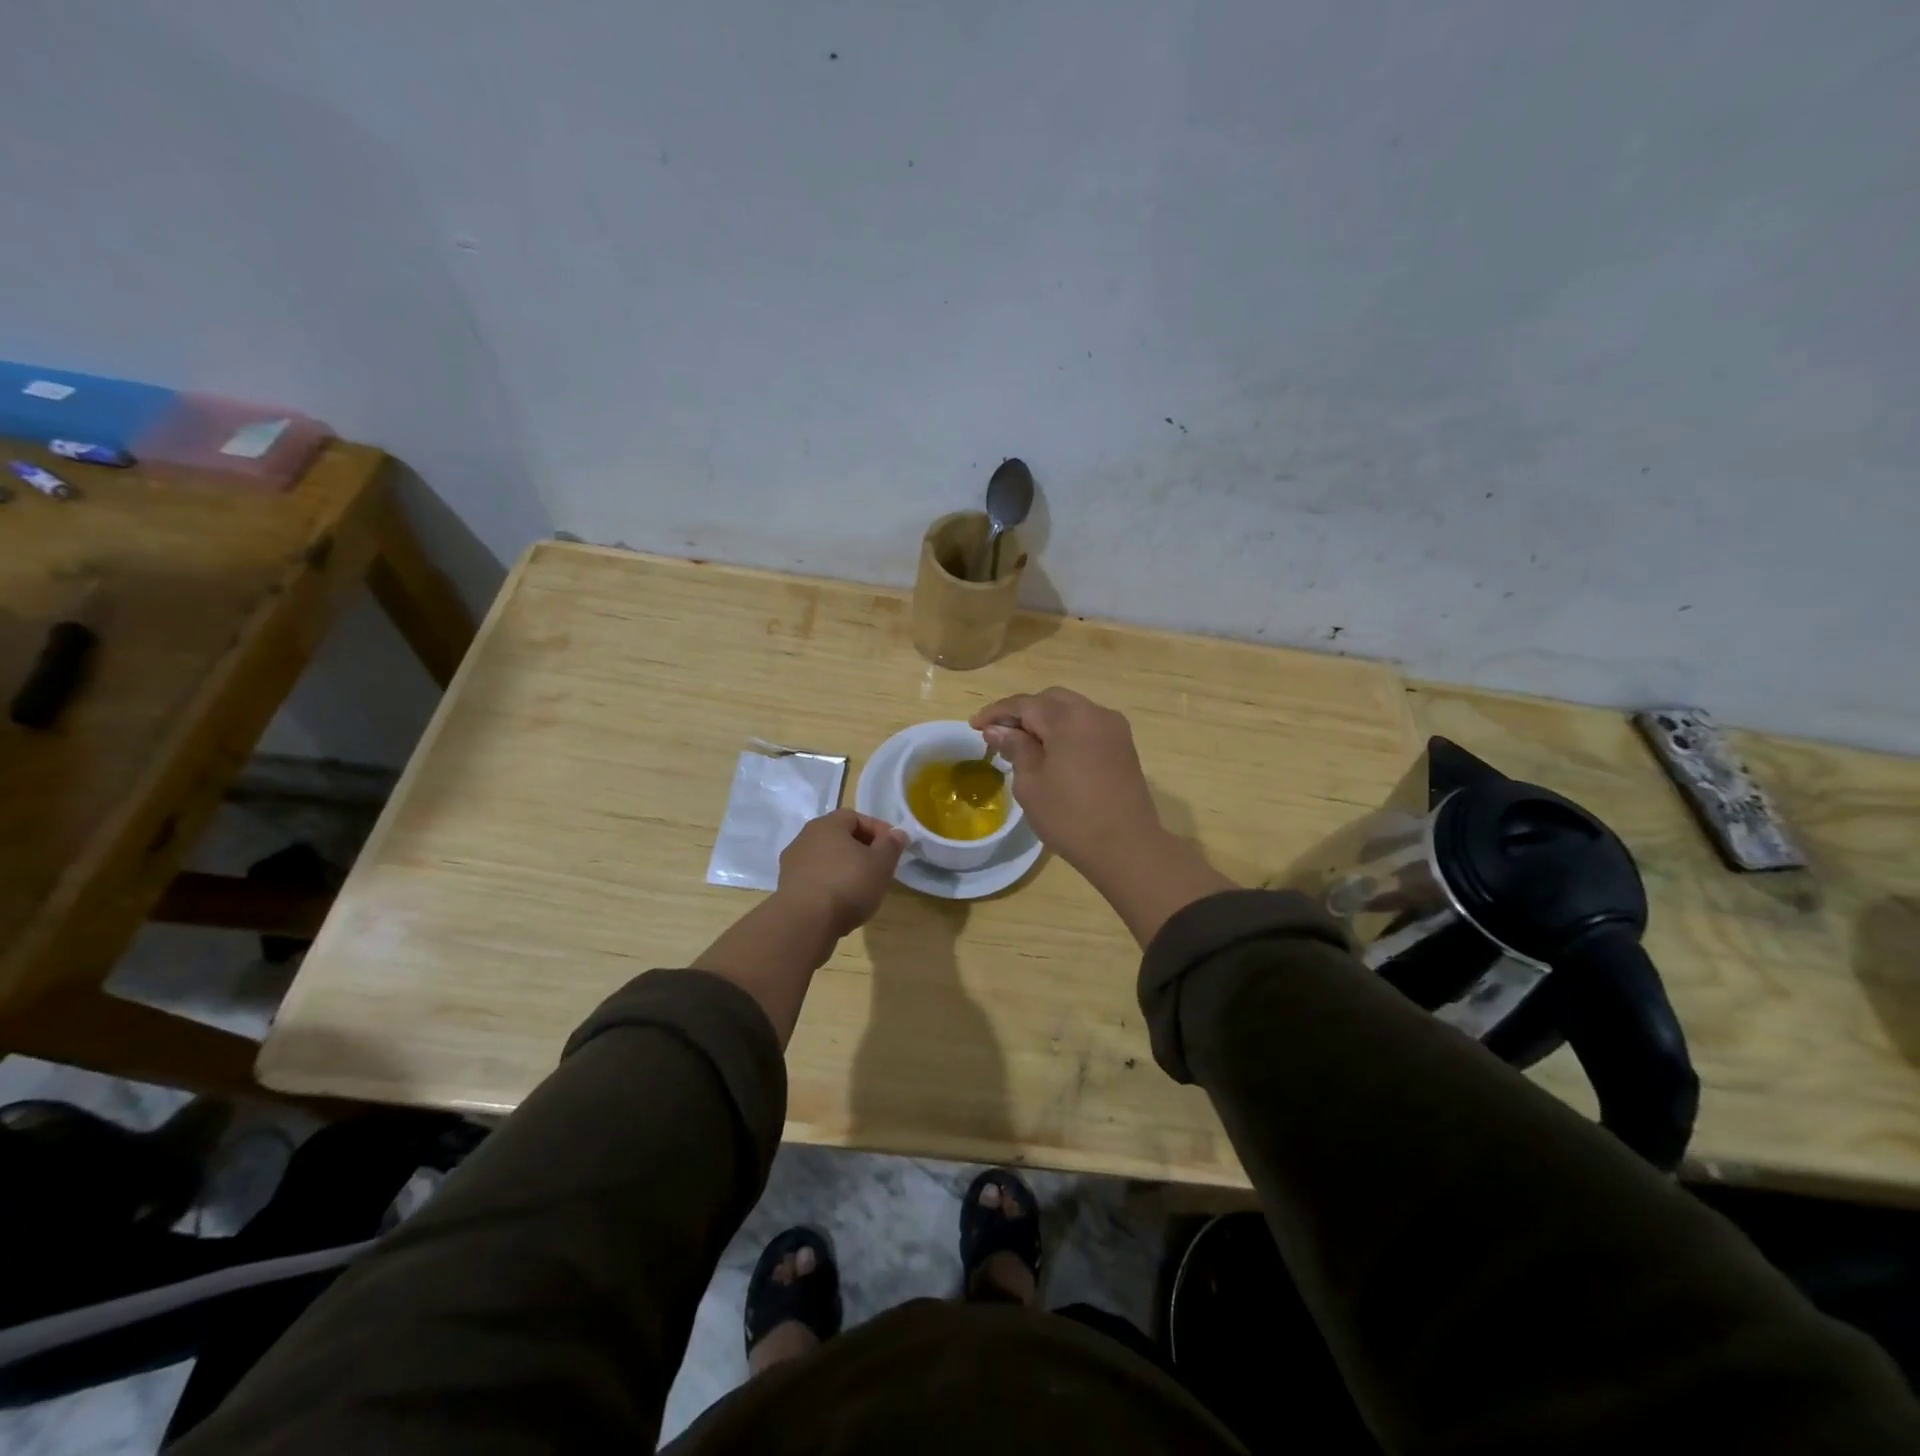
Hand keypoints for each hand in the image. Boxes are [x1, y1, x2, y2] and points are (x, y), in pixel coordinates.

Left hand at [775, 809, 906, 938]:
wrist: (805, 922)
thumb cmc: (848, 884)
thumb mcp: (881, 864)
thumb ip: (892, 845)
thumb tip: (897, 834)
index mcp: (827, 825)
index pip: (856, 817)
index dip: (877, 830)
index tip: (892, 848)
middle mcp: (805, 838)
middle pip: (839, 838)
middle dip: (862, 849)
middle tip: (879, 867)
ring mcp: (792, 864)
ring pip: (826, 859)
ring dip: (845, 868)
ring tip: (862, 888)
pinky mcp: (787, 888)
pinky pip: (815, 879)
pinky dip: (830, 885)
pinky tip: (842, 903)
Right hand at [971, 687, 1235, 946]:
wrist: (1126, 846)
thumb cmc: (1070, 817)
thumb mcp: (1031, 784)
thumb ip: (1015, 749)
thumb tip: (998, 730)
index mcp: (1069, 719)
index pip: (1025, 704)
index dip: (997, 713)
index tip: (975, 725)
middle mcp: (1094, 713)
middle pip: (1050, 700)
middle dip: (1022, 712)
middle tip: (998, 733)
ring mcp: (1113, 728)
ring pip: (1071, 710)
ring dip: (1045, 720)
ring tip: (1023, 743)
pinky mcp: (1123, 745)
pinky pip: (1088, 725)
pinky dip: (1066, 730)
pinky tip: (1052, 751)